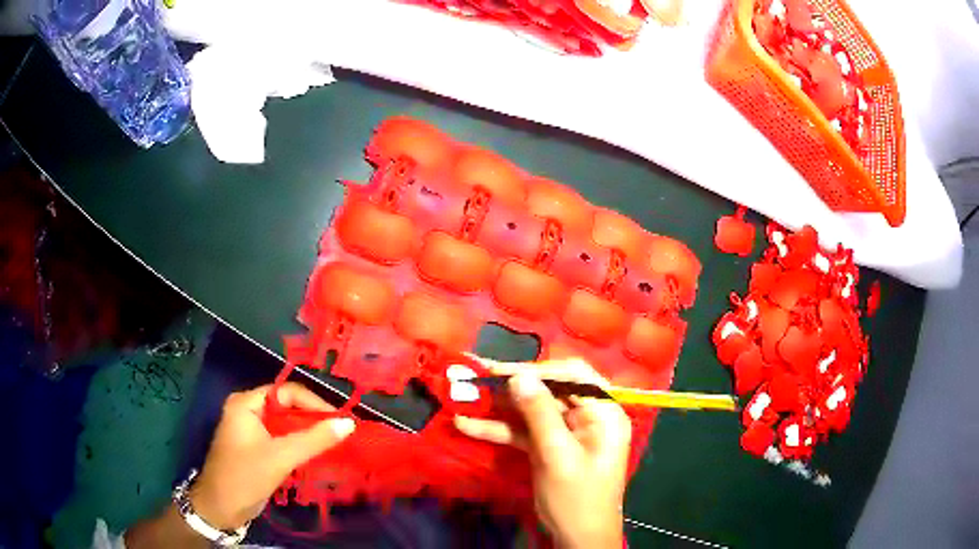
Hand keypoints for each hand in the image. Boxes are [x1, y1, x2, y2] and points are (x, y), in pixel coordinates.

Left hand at [189, 382, 355, 529]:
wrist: (221, 508)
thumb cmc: (245, 476)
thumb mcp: (281, 457)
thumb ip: (314, 440)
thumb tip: (349, 424)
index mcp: (247, 403)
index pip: (286, 392)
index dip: (314, 403)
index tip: (340, 420)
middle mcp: (248, 411)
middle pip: (286, 406)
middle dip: (313, 418)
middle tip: (341, 432)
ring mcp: (251, 430)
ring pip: (285, 424)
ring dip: (307, 433)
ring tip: (334, 443)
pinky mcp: (256, 448)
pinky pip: (282, 439)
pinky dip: (299, 445)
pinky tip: (316, 454)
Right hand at [454, 358, 631, 548]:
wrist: (578, 538)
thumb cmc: (577, 499)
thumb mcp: (559, 457)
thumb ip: (540, 415)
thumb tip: (519, 375)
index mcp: (604, 413)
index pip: (574, 375)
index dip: (538, 369)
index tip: (501, 371)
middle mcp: (588, 416)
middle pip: (550, 389)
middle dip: (512, 385)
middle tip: (476, 376)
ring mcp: (567, 431)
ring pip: (532, 408)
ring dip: (500, 406)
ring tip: (464, 395)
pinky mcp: (549, 445)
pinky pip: (524, 430)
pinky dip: (499, 428)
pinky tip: (468, 425)